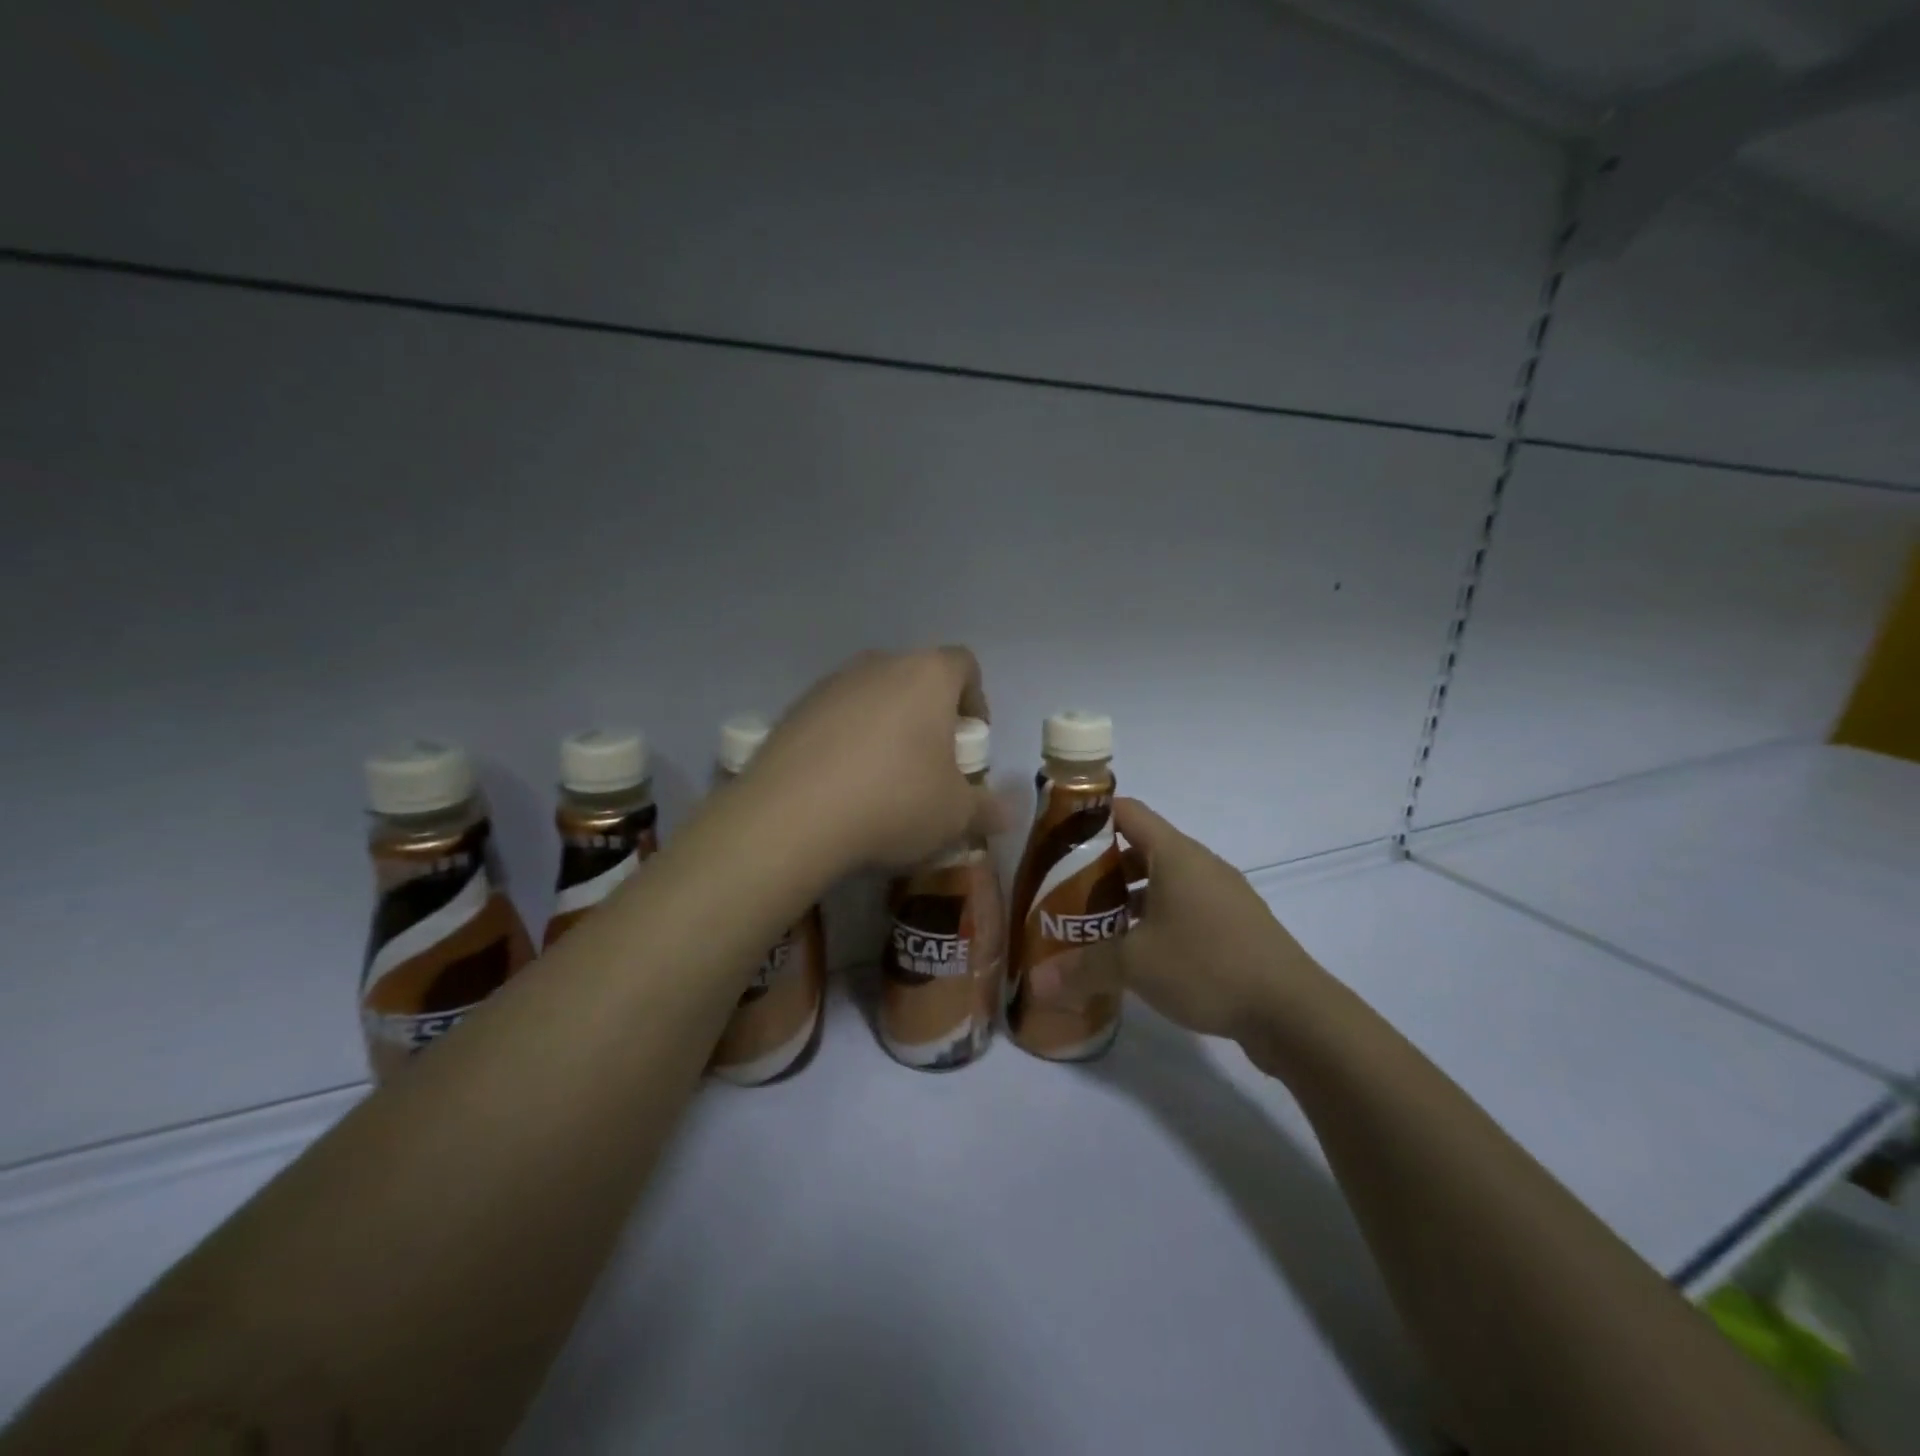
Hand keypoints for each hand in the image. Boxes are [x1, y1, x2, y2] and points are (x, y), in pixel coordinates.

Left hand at [744, 647, 1007, 873]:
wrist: (792, 818)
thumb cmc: (894, 802)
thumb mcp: (956, 816)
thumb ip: (988, 809)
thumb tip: (1005, 814)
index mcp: (927, 675)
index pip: (964, 665)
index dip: (975, 700)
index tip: (969, 743)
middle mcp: (879, 666)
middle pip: (916, 679)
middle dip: (929, 717)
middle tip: (930, 766)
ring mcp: (831, 684)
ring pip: (873, 698)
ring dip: (886, 729)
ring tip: (882, 781)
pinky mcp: (794, 710)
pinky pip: (835, 719)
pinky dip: (846, 742)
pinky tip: (841, 787)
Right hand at [1037, 798, 1328, 1051]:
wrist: (1293, 1012)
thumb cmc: (1207, 965)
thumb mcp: (1135, 965)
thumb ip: (1082, 969)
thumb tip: (1036, 985)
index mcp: (1176, 854)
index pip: (1126, 812)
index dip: (1090, 816)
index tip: (1057, 838)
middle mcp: (1199, 865)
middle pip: (1140, 849)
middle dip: (1101, 868)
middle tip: (1065, 892)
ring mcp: (1222, 896)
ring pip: (1163, 883)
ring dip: (1128, 899)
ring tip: (1094, 926)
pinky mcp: (1234, 927)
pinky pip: (1184, 910)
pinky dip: (1156, 921)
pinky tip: (1138, 956)